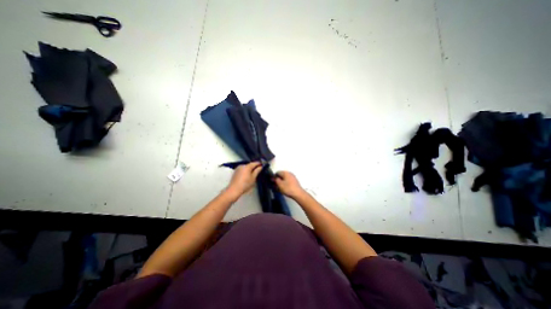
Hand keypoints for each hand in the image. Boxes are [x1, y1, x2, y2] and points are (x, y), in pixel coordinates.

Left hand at [227, 163, 262, 198]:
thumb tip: (260, 167)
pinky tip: (247, 176)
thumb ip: (257, 171)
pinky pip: (242, 169)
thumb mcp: (253, 178)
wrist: (234, 190)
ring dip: (249, 169)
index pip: (254, 163)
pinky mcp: (235, 172)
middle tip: (258, 171)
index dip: (259, 164)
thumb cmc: (245, 184)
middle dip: (254, 167)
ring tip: (252, 175)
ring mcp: (238, 168)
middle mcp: (242, 166)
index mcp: (247, 166)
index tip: (263, 165)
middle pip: (250, 165)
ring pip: (246, 167)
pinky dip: (245, 171)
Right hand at [274, 170, 304, 198]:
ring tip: (278, 188)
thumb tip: (274, 177)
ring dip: (281, 183)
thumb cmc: (288, 188)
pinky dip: (284, 184)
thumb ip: (276, 180)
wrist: (298, 194)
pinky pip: (287, 181)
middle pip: (281, 175)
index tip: (272, 182)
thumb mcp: (280, 184)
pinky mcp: (294, 182)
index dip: (274, 177)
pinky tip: (283, 189)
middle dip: (277, 180)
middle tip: (274, 185)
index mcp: (285, 173)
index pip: (277, 172)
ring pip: (284, 179)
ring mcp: (292, 177)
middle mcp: (289, 173)